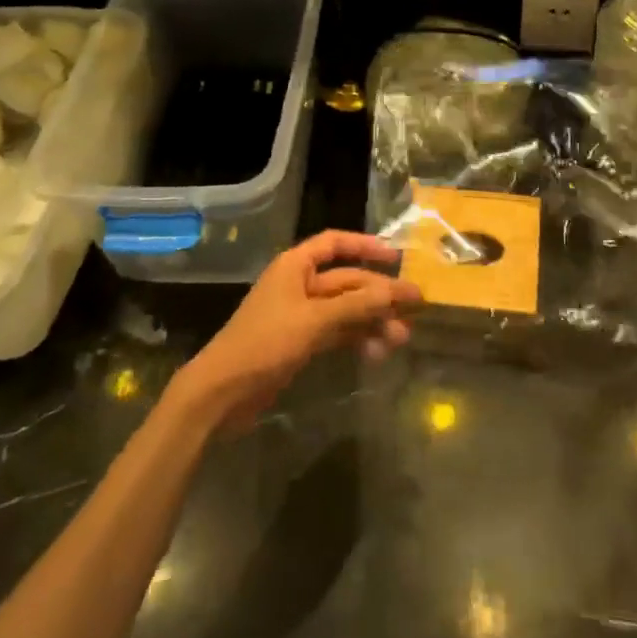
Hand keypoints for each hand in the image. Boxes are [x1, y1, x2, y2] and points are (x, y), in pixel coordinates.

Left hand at [174, 232, 422, 432]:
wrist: (222, 394)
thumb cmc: (264, 344)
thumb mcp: (314, 321)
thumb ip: (357, 304)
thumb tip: (398, 290)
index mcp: (295, 265)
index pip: (335, 243)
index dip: (365, 245)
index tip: (396, 257)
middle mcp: (299, 284)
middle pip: (347, 280)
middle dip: (379, 294)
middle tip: (414, 307)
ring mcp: (301, 315)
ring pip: (346, 309)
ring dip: (373, 320)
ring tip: (401, 338)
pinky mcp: (301, 343)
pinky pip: (337, 332)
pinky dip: (357, 339)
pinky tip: (378, 353)